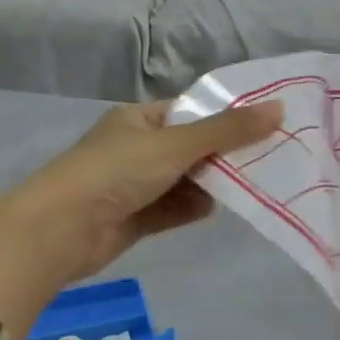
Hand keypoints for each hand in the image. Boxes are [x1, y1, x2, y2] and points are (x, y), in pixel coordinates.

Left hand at [0, 99, 282, 310]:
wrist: (60, 231)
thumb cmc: (116, 172)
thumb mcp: (176, 144)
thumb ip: (228, 130)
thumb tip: (280, 108)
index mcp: (139, 119)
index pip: (192, 111)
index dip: (227, 117)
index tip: (266, 125)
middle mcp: (137, 148)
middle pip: (193, 147)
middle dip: (224, 155)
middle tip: (268, 158)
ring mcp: (136, 185)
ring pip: (186, 180)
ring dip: (212, 184)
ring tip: (251, 186)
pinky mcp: (136, 218)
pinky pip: (174, 208)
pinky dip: (194, 207)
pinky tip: (216, 210)